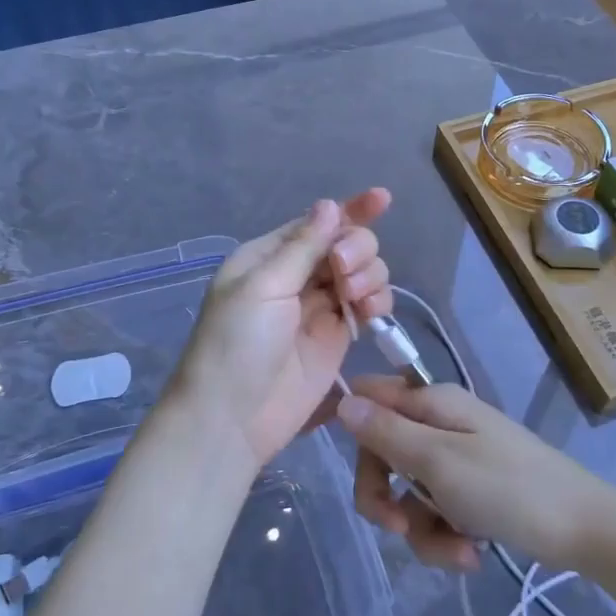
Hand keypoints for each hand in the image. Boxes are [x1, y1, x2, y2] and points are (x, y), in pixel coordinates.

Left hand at [168, 189, 394, 467]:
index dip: (350, 209)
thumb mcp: (263, 287)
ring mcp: (319, 307)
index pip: (316, 223)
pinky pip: (367, 305)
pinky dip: (376, 301)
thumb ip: (302, 246)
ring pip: (362, 272)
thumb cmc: (236, 344)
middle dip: (356, 248)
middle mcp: (296, 276)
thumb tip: (330, 204)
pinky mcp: (337, 337)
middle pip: (345, 243)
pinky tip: (370, 312)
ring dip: (368, 274)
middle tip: (343, 271)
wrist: (233, 417)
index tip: (382, 198)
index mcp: (269, 256)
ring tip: (355, 297)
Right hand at [335, 377, 615, 571]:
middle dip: (382, 496)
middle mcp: (440, 424)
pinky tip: (470, 555)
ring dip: (422, 530)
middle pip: (382, 452)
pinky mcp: (472, 491)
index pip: (369, 397)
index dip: (347, 423)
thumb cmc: (509, 488)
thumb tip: (342, 400)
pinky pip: (436, 513)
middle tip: (395, 527)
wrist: (586, 530)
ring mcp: (457, 459)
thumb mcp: (438, 463)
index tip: (330, 456)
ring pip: (408, 493)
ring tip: (458, 552)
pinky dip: (446, 538)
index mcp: (432, 403)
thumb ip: (387, 433)